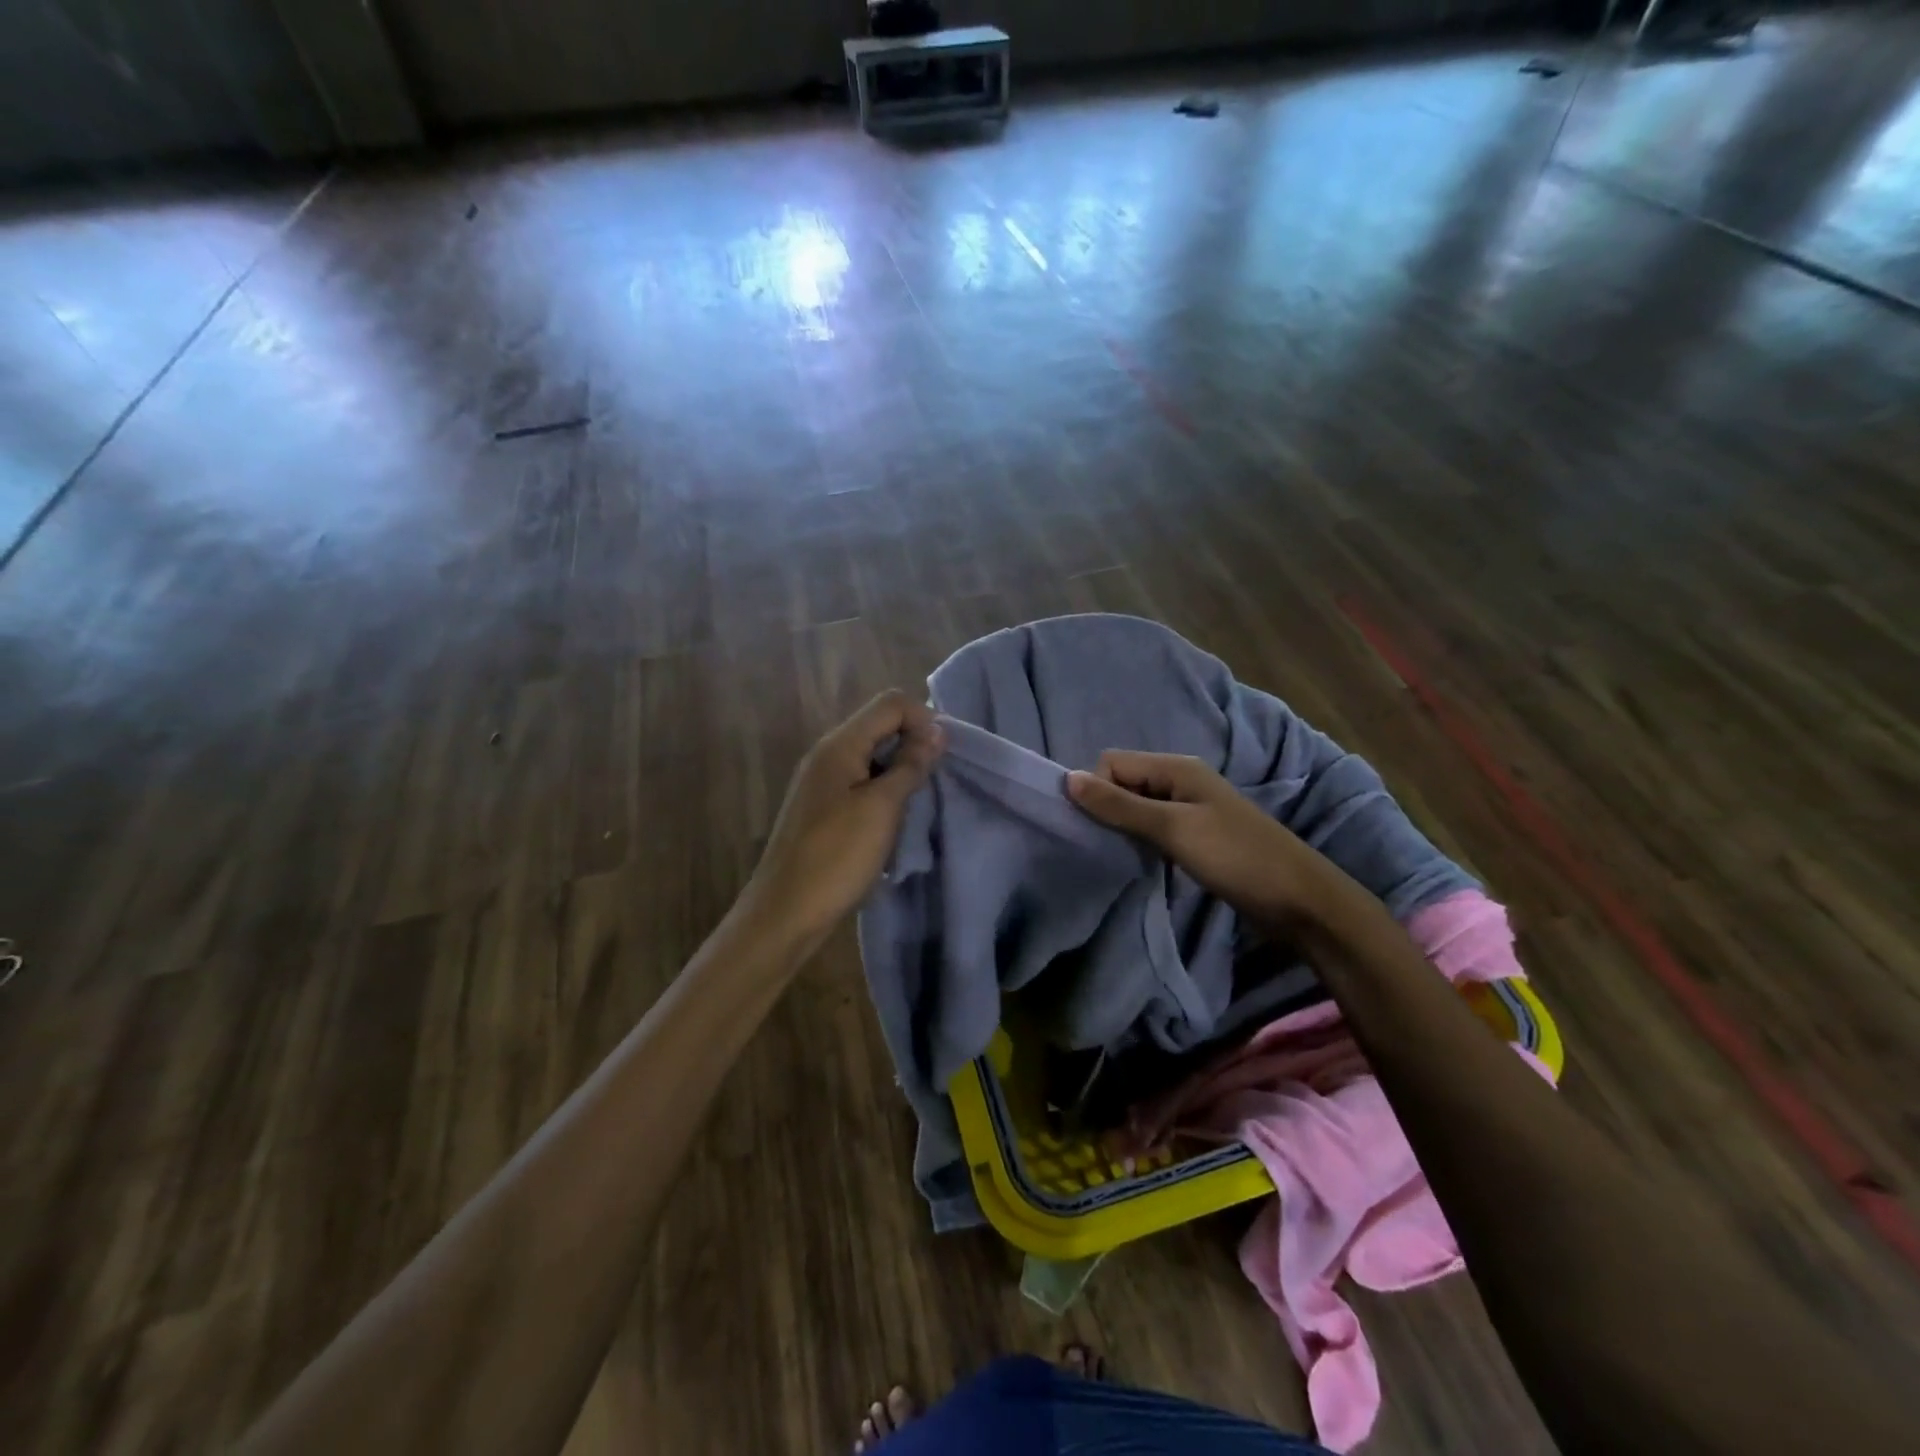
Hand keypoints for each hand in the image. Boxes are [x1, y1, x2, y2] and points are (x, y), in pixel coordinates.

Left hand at [737, 690, 944, 955]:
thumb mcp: (882, 808)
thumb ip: (909, 765)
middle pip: (879, 726)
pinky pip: (861, 782)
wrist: (785, 912)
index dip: (923, 719)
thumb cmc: (836, 857)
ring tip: (919, 801)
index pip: (890, 704)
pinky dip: (884, 791)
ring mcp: (822, 782)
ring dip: (900, 769)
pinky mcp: (822, 808)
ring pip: (872, 756)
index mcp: (839, 745)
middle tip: (936, 779)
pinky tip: (894, 820)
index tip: (943, 756)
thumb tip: (936, 731)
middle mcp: (827, 755)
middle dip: (914, 743)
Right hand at [1066, 751, 1333, 932]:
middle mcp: (1180, 780)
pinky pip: (1152, 828)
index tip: (1096, 828)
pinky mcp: (1194, 836)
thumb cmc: (1236, 857)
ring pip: (1135, 807)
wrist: (1299, 900)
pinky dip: (1140, 841)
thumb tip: (1067, 780)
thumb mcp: (1173, 828)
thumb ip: (1120, 805)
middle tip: (1102, 845)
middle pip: (1122, 782)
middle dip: (1106, 808)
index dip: (1096, 790)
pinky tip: (1139, 862)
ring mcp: (1189, 809)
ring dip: (1122, 827)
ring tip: (1118, 855)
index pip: (1112, 763)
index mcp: (1176, 767)